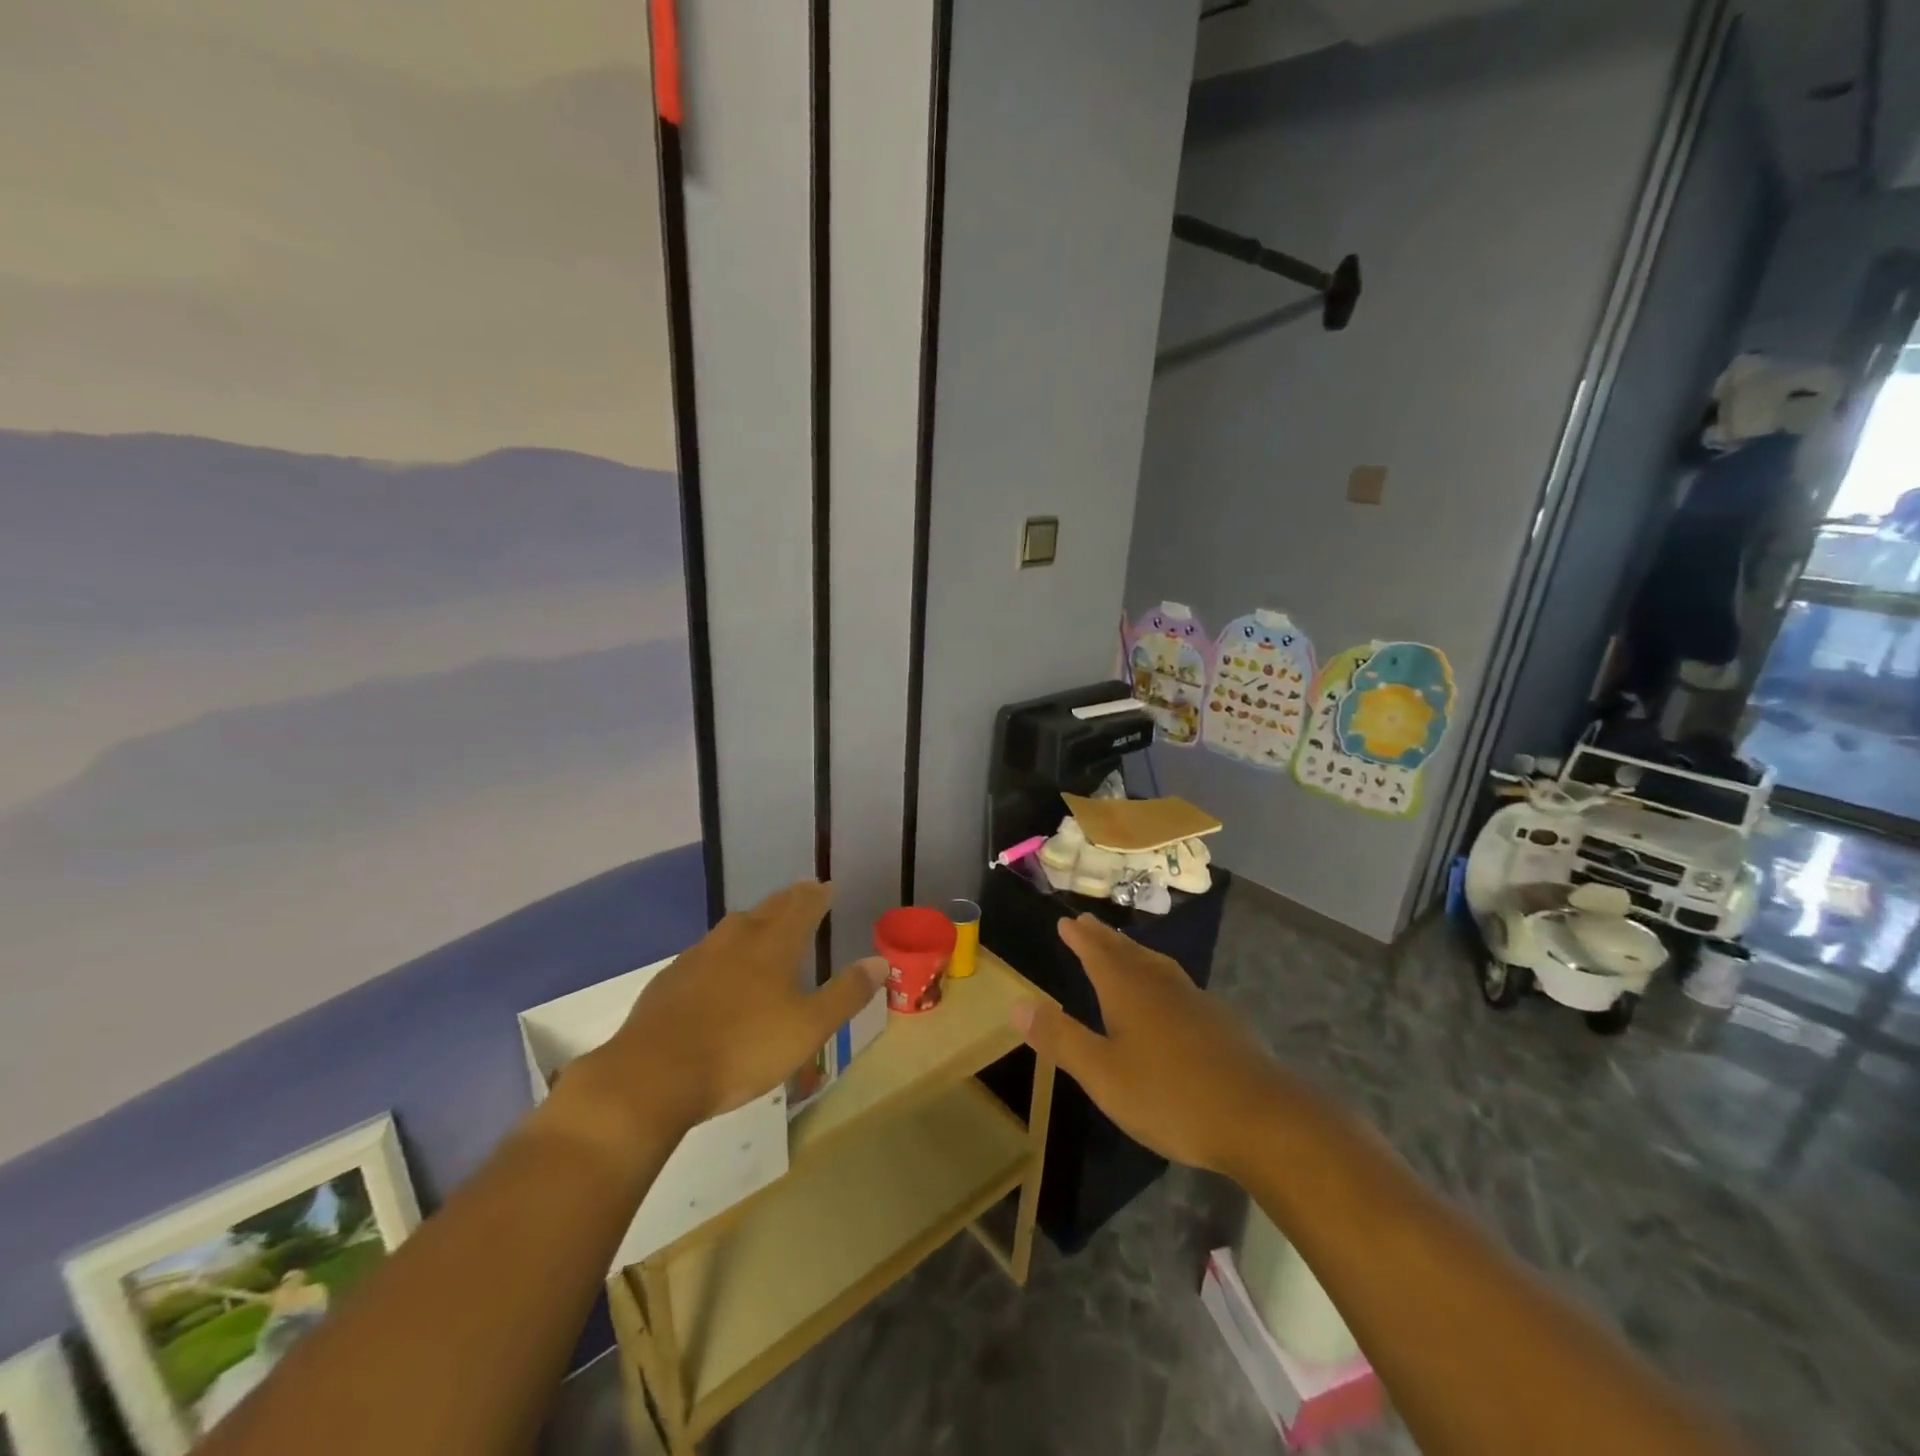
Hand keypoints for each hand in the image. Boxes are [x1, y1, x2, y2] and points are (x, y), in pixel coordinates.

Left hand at [561, 882, 886, 1149]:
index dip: (817, 895)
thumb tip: (880, 962)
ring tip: (763, 928)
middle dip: (788, 901)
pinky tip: (718, 971)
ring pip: (733, 927)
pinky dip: (722, 951)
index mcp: (773, 944)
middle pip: (767, 909)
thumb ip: (846, 994)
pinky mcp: (670, 979)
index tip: (827, 886)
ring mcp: (698, 956)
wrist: (654, 1075)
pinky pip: (705, 952)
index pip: (801, 906)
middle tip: (802, 897)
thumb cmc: (742, 1049)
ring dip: (754, 922)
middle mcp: (736, 939)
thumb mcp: (808, 1028)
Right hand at [1011, 914, 1286, 1175]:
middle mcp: (1161, 986)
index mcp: (1129, 992)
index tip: (1066, 921)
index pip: (1098, 954)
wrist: (1260, 1118)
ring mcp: (1195, 1001)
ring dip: (1134, 953)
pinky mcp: (1220, 1023)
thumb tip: (1017, 1002)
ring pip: (1157, 965)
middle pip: (1127, 953)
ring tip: (1123, 949)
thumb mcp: (1103, 1074)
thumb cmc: (1171, 1096)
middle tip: (1087, 923)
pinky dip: (1160, 976)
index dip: (1080, 938)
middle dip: (1104, 938)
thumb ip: (1061, 1038)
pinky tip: (1169, 996)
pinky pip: (1178, 984)